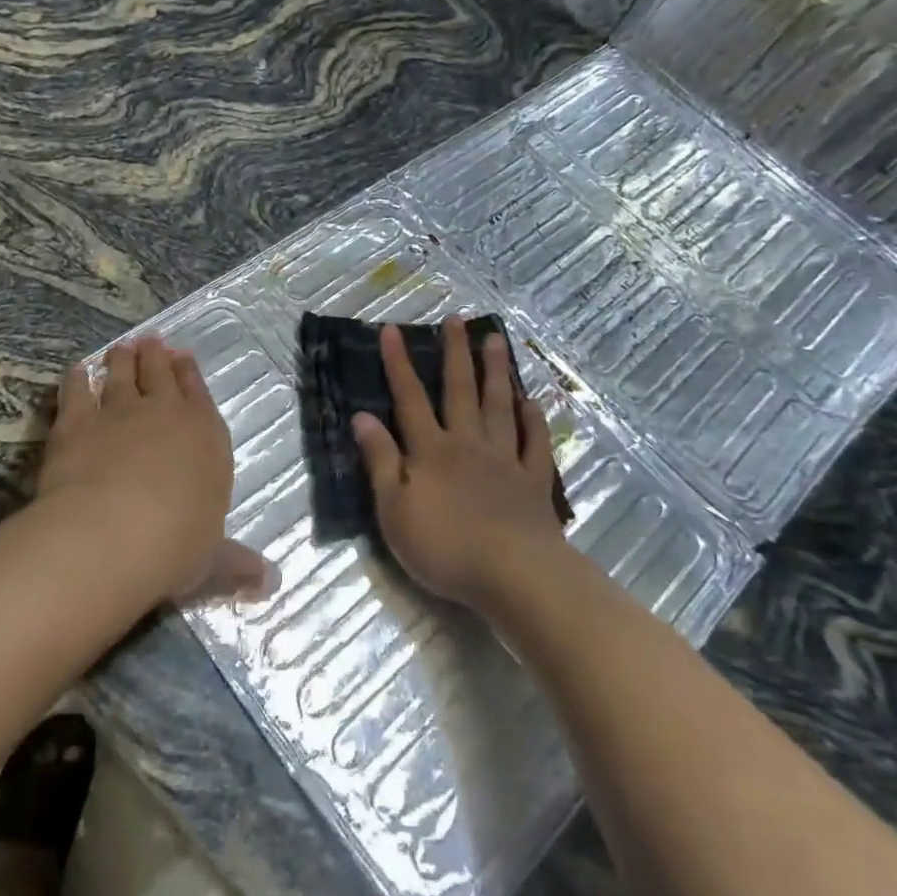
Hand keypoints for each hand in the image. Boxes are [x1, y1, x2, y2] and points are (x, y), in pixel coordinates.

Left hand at [37, 337, 276, 604]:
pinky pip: (76, 390)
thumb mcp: (213, 562)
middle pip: (159, 374)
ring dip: (121, 359)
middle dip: (156, 356)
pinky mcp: (76, 421)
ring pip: (120, 374)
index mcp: (205, 435)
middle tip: (151, 341)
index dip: (189, 374)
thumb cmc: (177, 545)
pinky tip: (76, 369)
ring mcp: (118, 412)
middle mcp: (164, 413)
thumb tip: (272, 584)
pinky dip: (76, 377)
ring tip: (121, 346)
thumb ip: (237, 565)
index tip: (183, 356)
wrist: (114, 532)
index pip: (198, 394)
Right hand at [352, 318, 566, 612]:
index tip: (392, 329)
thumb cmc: (445, 546)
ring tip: (496, 340)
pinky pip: (534, 443)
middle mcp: (468, 443)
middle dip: (456, 353)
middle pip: (460, 391)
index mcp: (431, 450)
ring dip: (496, 372)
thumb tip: (362, 416)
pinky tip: (532, 402)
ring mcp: (505, 460)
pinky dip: (534, 420)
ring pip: (499, 406)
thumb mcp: (394, 509)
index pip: (409, 398)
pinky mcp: (533, 482)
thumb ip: (380, 460)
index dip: (398, 363)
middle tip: (457, 320)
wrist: (514, 575)